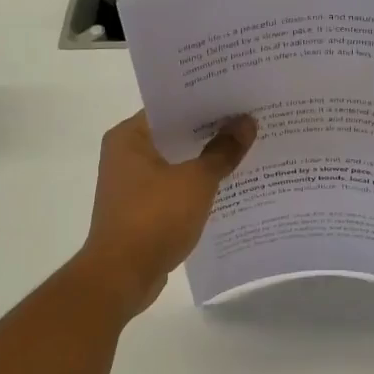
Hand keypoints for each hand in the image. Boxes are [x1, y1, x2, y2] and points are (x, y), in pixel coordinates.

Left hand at [78, 110, 256, 315]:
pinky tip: (230, 187)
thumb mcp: (196, 181)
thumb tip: (246, 123)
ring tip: (247, 151)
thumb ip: (222, 151)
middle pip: (176, 135)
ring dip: (206, 161)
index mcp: (129, 137)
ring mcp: (132, 185)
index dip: (205, 102)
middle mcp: (126, 155)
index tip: (238, 98)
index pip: (170, 107)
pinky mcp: (142, 210)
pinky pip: (176, 189)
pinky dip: (198, 187)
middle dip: (212, 132)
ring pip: (177, 163)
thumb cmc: (154, 218)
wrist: (122, 276)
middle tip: (251, 121)